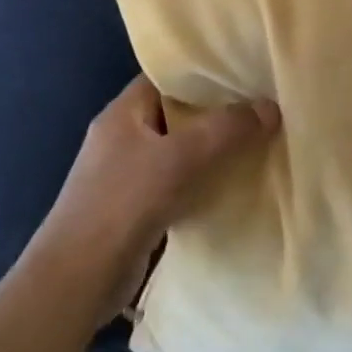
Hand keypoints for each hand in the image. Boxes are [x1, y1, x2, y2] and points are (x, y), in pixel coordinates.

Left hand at [26, 75, 279, 315]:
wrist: (79, 278)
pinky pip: (179, 184)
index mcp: (123, 113)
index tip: (246, 72)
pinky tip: (236, 186)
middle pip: (178, 114)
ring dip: (214, 151)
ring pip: (181, 152)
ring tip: (260, 143)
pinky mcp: (137, 209)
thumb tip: (271, 106)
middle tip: (263, 108)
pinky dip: (205, 183)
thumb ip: (227, 129)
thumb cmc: (124, 203)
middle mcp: (123, 138)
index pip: (166, 78)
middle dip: (218, 113)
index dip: (204, 73)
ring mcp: (128, 175)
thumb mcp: (181, 157)